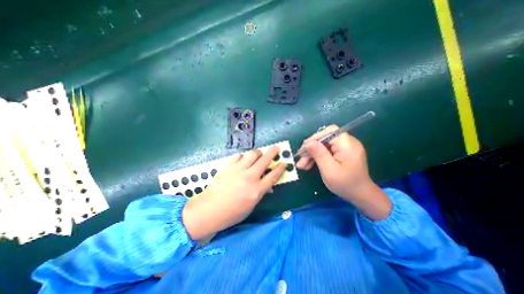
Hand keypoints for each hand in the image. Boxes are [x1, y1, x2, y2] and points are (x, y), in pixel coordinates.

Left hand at [182, 147, 286, 241]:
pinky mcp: (228, 166)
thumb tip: (267, 181)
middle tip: (276, 148)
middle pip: (265, 160)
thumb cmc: (232, 213)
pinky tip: (243, 160)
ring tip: (259, 155)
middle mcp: (249, 177)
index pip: (273, 176)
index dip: (281, 168)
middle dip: (273, 152)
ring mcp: (238, 170)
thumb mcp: (251, 205)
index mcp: (257, 190)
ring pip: (253, 154)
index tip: (284, 162)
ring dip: (258, 153)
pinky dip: (244, 156)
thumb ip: (260, 191)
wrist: (209, 210)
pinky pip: (239, 155)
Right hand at [297, 125, 390, 218]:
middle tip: (300, 160)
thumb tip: (308, 143)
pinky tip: (309, 165)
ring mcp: (345, 148)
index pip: (329, 132)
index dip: (315, 138)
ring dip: (312, 154)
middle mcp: (347, 142)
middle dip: (311, 149)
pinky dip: (317, 157)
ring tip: (302, 165)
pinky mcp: (342, 153)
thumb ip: (319, 155)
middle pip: (325, 139)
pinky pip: (327, 151)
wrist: (360, 195)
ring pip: (323, 146)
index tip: (304, 149)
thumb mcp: (329, 170)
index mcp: (347, 144)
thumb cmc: (346, 184)